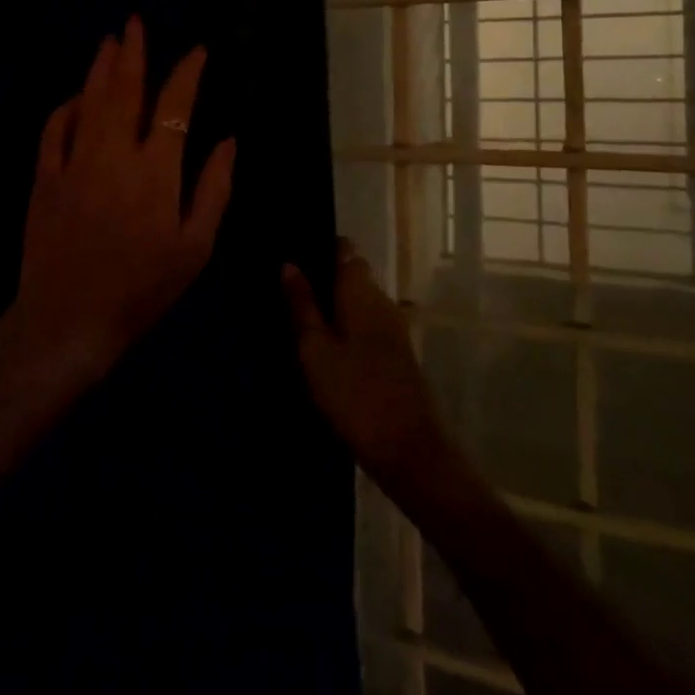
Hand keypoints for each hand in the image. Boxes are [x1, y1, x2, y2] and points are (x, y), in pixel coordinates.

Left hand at [10, 16, 235, 376]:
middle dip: (133, 53)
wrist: (70, 319)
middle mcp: (115, 155)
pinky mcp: (46, 179)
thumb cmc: (142, 288)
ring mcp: (75, 163)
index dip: (188, 73)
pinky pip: (54, 131)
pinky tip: (74, 95)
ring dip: (100, 69)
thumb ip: (213, 189)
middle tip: (135, 23)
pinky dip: (65, 108)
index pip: (176, 107)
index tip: (197, 51)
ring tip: (108, 41)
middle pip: (126, 91)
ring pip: (89, 102)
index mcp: (157, 170)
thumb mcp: (195, 247)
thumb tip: (229, 142)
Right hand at [283, 240, 455, 495]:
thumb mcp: (315, 350)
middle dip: (323, 277)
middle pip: (352, 274)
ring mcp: (393, 326)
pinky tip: (324, 345)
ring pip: (358, 300)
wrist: (409, 448)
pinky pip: (366, 323)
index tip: (294, 253)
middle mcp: (382, 300)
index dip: (321, 246)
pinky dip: (346, 326)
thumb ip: (302, 305)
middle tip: (285, 290)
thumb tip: (288, 264)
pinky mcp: (396, 352)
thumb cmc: (355, 394)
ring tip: (298, 317)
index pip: (345, 250)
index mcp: (361, 292)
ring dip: (333, 304)